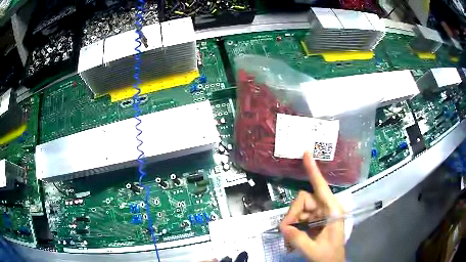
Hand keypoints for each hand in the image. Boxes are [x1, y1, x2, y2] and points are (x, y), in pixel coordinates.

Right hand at [279, 151, 344, 261]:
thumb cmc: (329, 257)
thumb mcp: (313, 250)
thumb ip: (297, 239)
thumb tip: (283, 227)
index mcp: (332, 211)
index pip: (321, 187)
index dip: (313, 170)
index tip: (306, 153)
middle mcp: (326, 209)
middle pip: (303, 201)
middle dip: (292, 216)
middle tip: (285, 233)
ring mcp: (320, 215)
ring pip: (299, 210)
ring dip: (291, 225)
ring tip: (290, 242)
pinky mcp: (314, 221)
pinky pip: (299, 219)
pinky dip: (293, 229)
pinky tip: (291, 242)